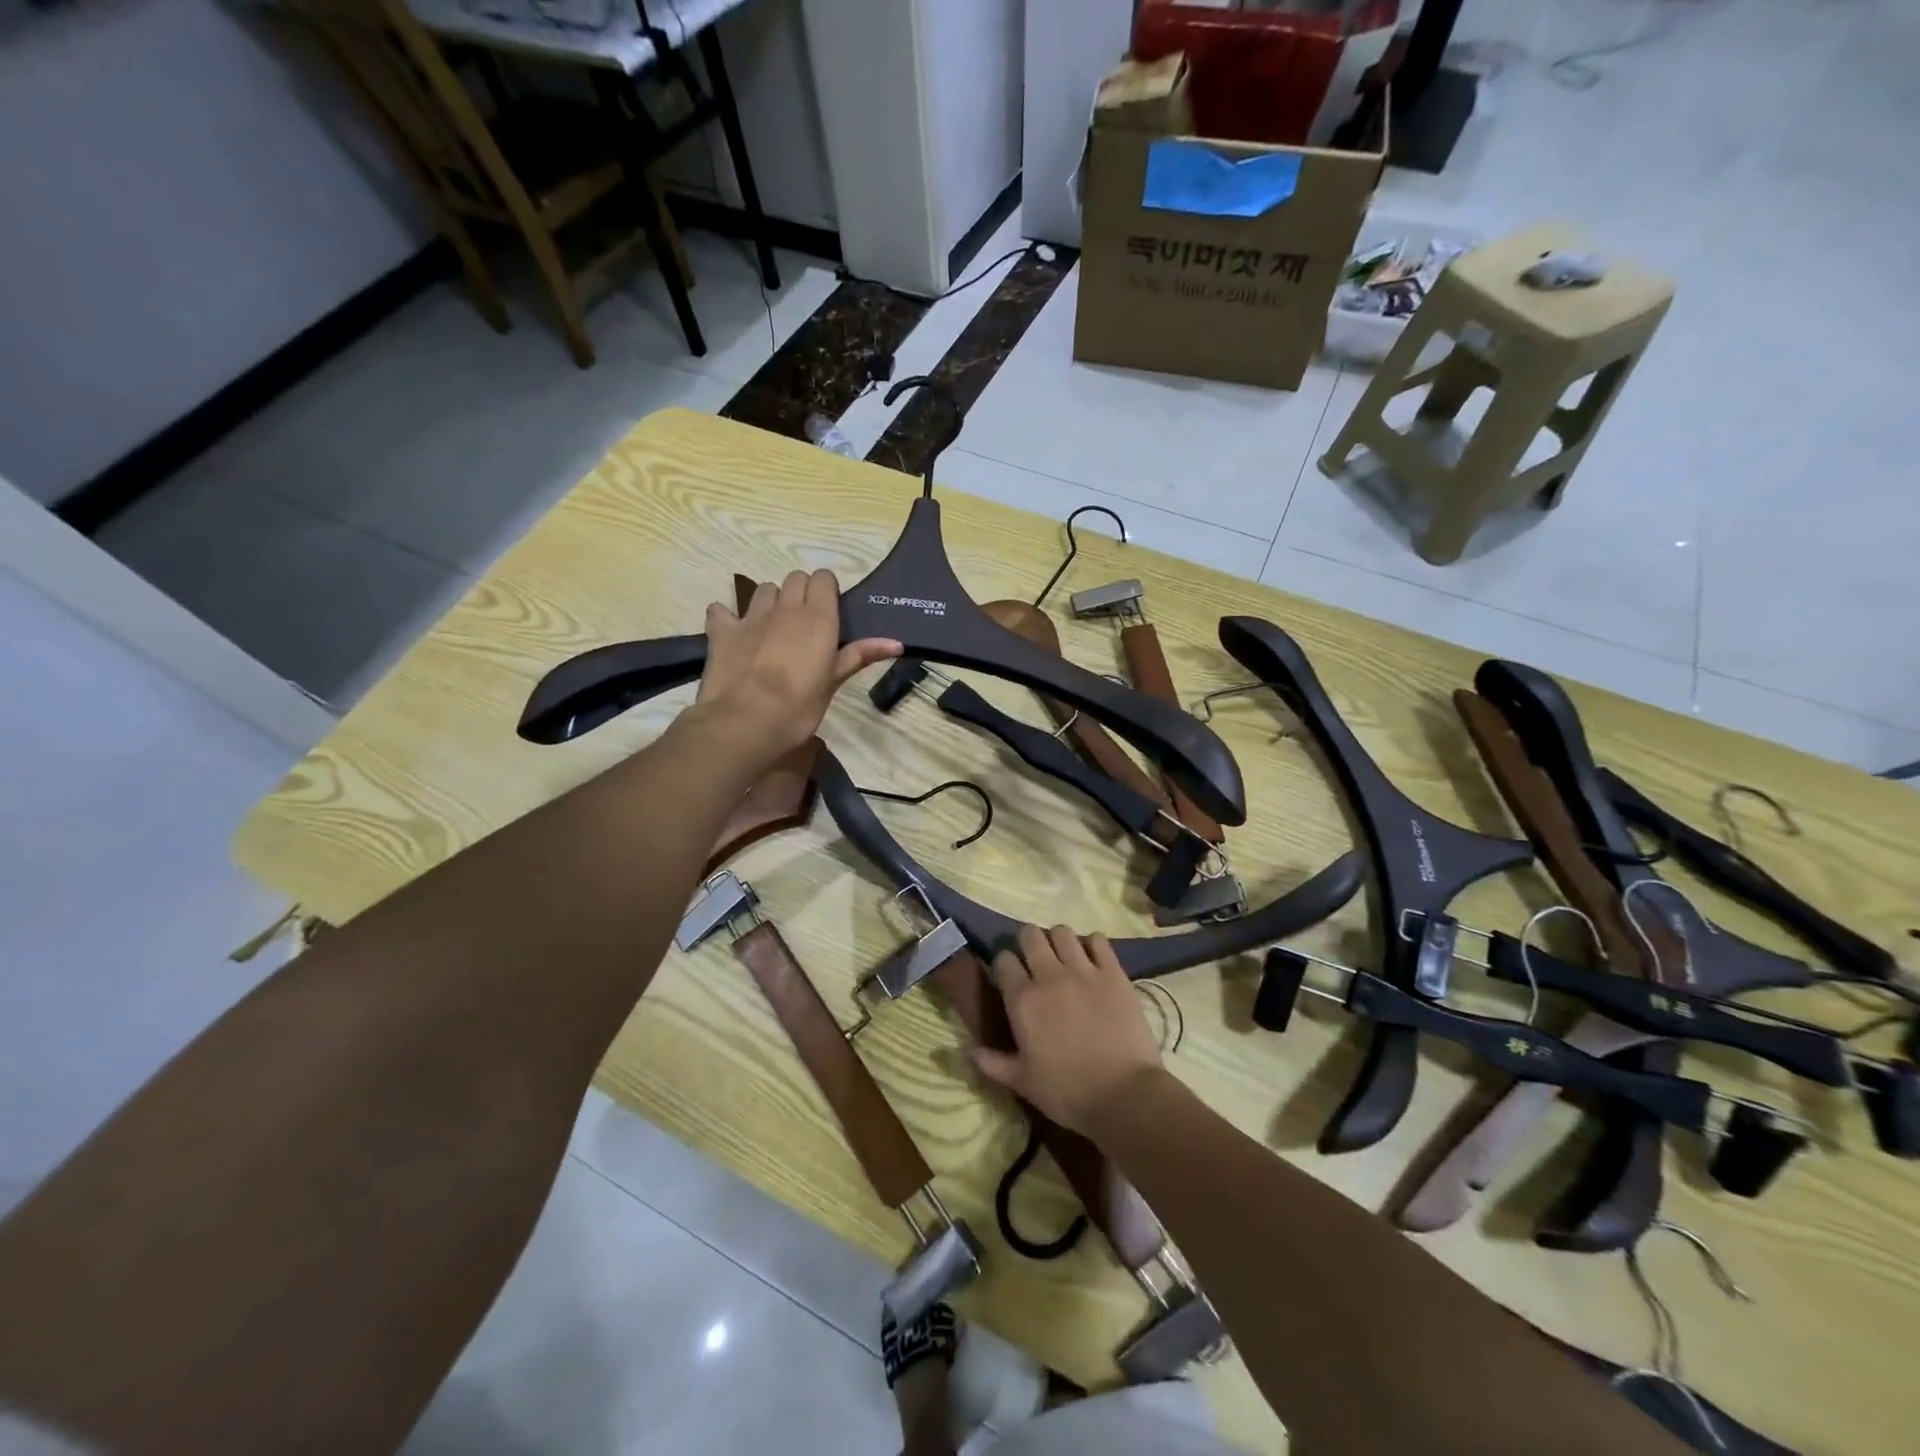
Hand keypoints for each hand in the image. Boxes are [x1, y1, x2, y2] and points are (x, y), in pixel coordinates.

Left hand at [696, 570, 900, 758]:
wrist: (746, 721)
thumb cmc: (799, 707)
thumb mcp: (833, 682)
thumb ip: (860, 656)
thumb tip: (897, 643)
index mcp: (818, 616)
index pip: (823, 578)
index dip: (827, 591)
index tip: (830, 613)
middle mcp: (785, 607)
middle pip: (795, 578)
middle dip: (801, 593)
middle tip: (805, 623)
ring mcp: (750, 616)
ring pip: (764, 590)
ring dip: (770, 602)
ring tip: (773, 628)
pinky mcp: (722, 630)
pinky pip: (722, 610)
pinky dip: (728, 617)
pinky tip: (733, 633)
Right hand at [970, 925, 1164, 1136]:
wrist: (1124, 1095)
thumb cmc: (1068, 1092)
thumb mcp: (1022, 1083)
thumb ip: (991, 1063)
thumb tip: (963, 1052)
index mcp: (1023, 1001)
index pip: (1003, 960)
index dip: (1004, 965)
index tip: (1009, 977)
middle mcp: (1049, 977)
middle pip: (1030, 936)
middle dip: (1028, 943)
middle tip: (1035, 961)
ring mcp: (1084, 971)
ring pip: (1063, 932)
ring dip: (1059, 941)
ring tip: (1064, 957)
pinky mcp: (1114, 973)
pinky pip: (1099, 941)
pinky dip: (1093, 945)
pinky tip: (1093, 960)